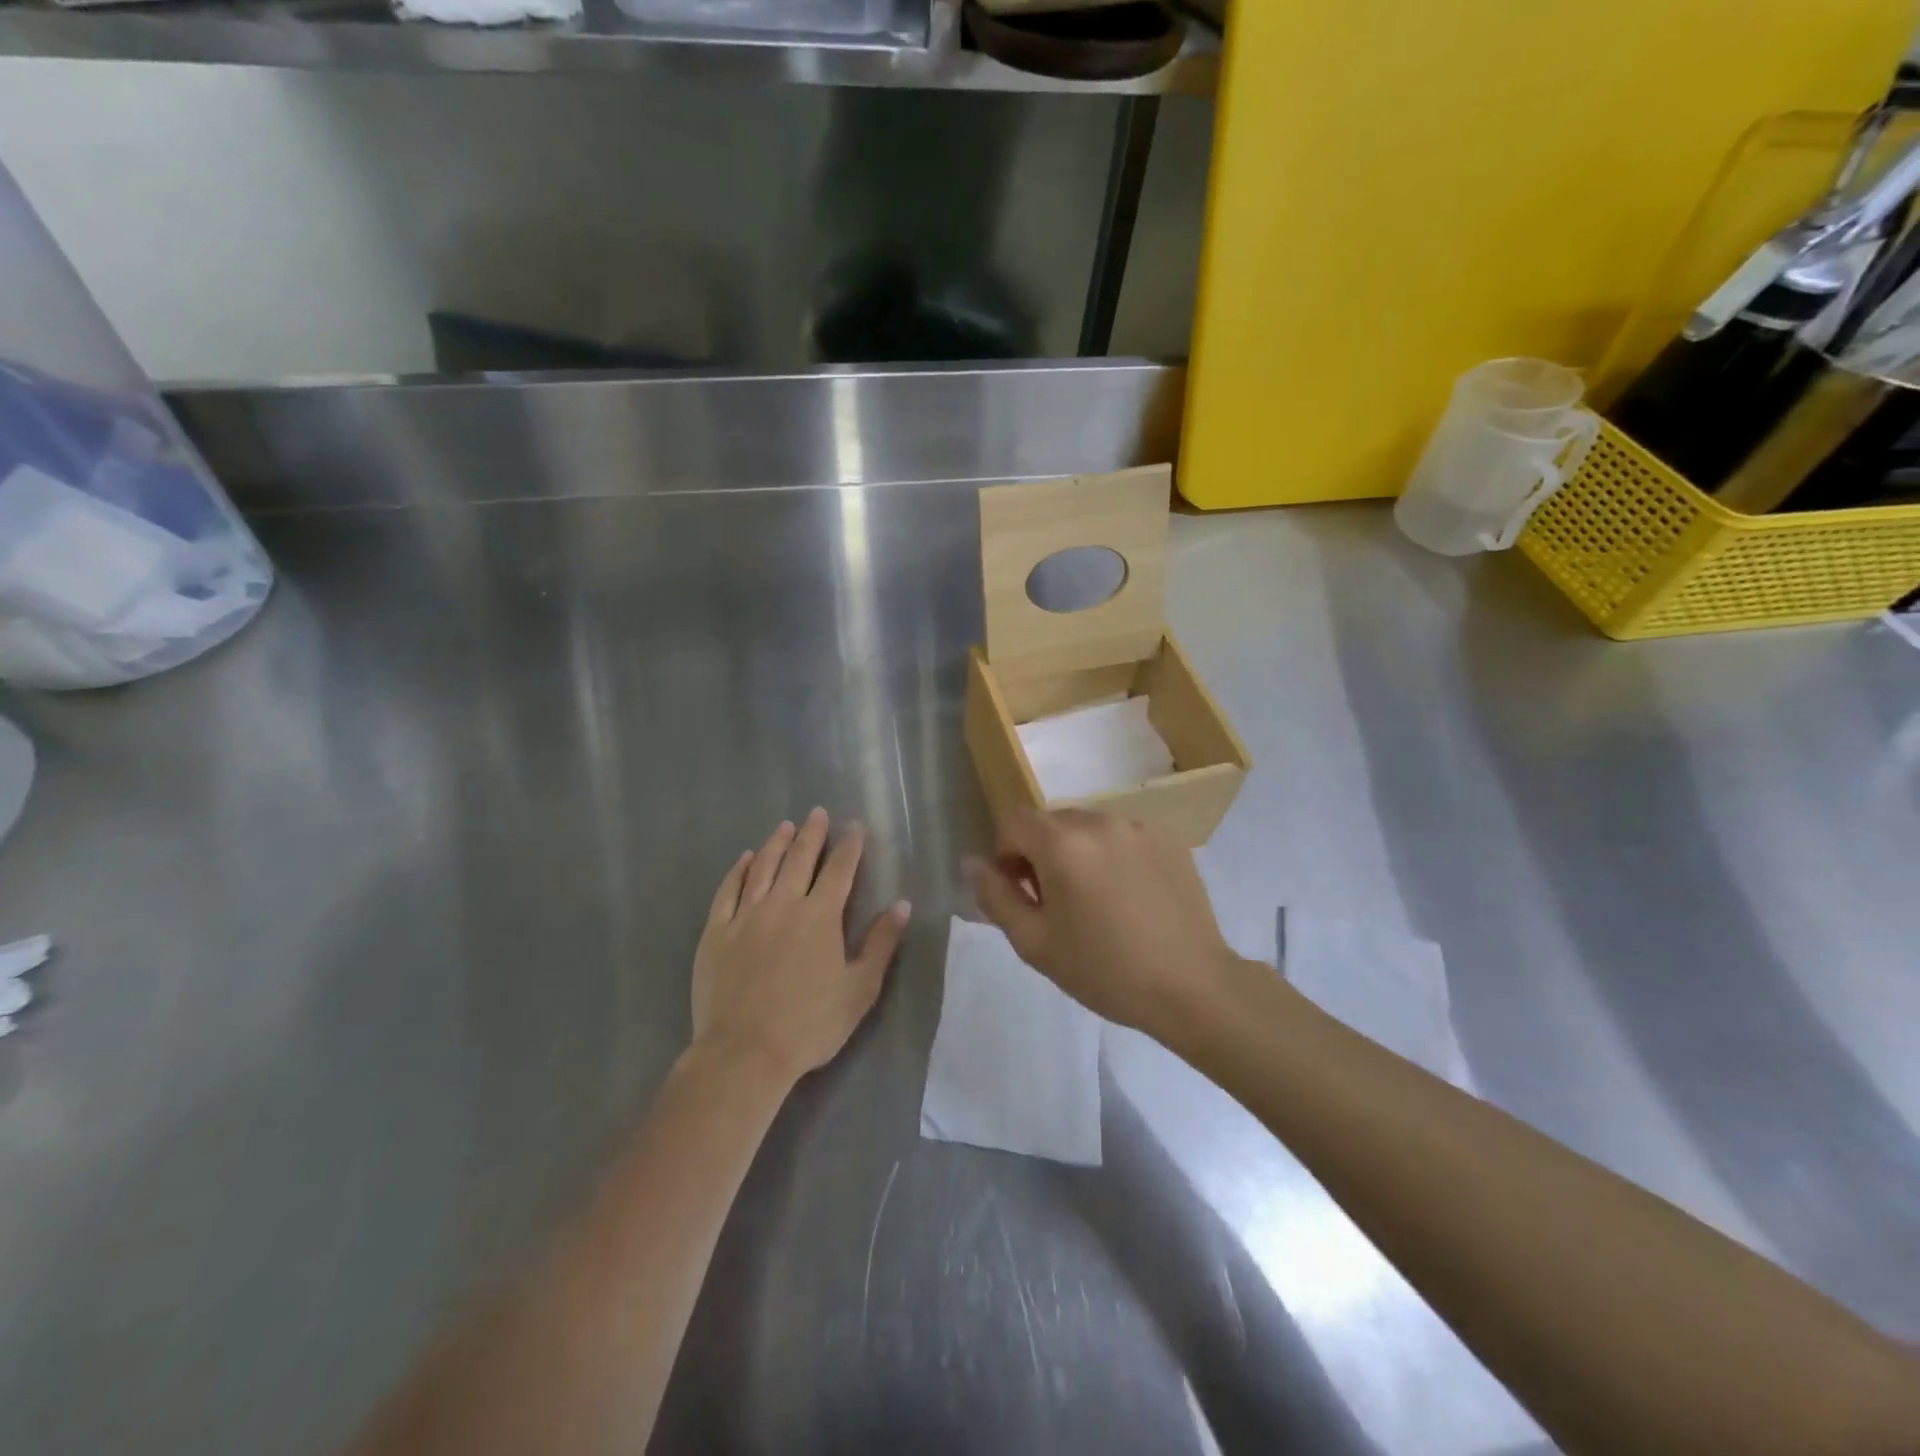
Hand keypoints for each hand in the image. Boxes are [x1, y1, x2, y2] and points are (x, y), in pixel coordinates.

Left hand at [691, 808, 910, 1086]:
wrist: (745, 1054)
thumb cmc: (810, 1024)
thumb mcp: (860, 989)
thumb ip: (881, 943)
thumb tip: (901, 904)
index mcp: (820, 916)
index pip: (840, 870)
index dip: (849, 845)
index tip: (854, 826)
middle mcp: (783, 904)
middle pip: (800, 859)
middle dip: (812, 833)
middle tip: (817, 813)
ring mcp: (746, 916)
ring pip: (763, 867)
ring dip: (776, 843)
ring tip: (785, 826)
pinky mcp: (717, 932)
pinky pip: (728, 891)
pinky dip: (738, 870)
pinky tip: (745, 859)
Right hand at [966, 808, 1235, 1036]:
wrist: (1192, 987)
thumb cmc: (1104, 970)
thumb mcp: (1035, 942)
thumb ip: (995, 896)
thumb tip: (971, 862)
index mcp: (1063, 843)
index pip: (1014, 822)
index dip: (1006, 854)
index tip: (1021, 893)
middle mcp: (1100, 821)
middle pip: (1051, 822)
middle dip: (1040, 853)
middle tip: (1055, 903)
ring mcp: (1139, 827)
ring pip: (1088, 827)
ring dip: (1077, 853)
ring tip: (1095, 901)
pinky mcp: (1169, 840)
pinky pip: (1122, 836)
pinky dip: (1112, 856)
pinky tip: (1128, 898)